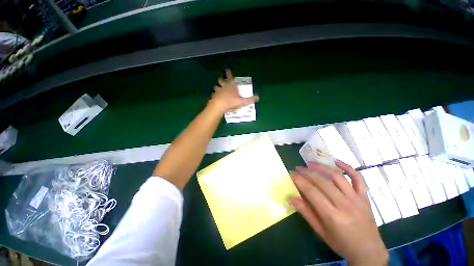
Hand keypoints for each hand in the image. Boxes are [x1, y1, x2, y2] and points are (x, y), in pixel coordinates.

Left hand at [208, 69, 258, 112]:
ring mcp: (218, 91)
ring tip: (216, 88)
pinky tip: (214, 97)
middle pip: (221, 80)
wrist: (220, 105)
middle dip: (221, 79)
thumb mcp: (243, 101)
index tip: (227, 70)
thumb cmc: (232, 101)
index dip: (229, 73)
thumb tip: (258, 98)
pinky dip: (214, 95)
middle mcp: (224, 87)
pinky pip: (213, 94)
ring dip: (217, 87)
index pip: (230, 77)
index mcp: (231, 86)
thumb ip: (250, 99)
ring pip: (216, 87)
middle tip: (221, 79)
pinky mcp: (214, 96)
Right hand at [290, 160, 387, 265]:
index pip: (311, 191)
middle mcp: (345, 204)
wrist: (369, 251)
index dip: (299, 180)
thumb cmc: (342, 244)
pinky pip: (358, 178)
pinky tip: (336, 161)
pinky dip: (347, 167)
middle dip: (307, 172)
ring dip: (322, 167)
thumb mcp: (321, 232)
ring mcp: (356, 199)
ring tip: (310, 164)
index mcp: (332, 216)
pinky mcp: (364, 197)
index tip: (291, 174)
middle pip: (322, 181)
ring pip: (337, 176)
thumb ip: (306, 213)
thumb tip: (291, 198)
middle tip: (298, 168)